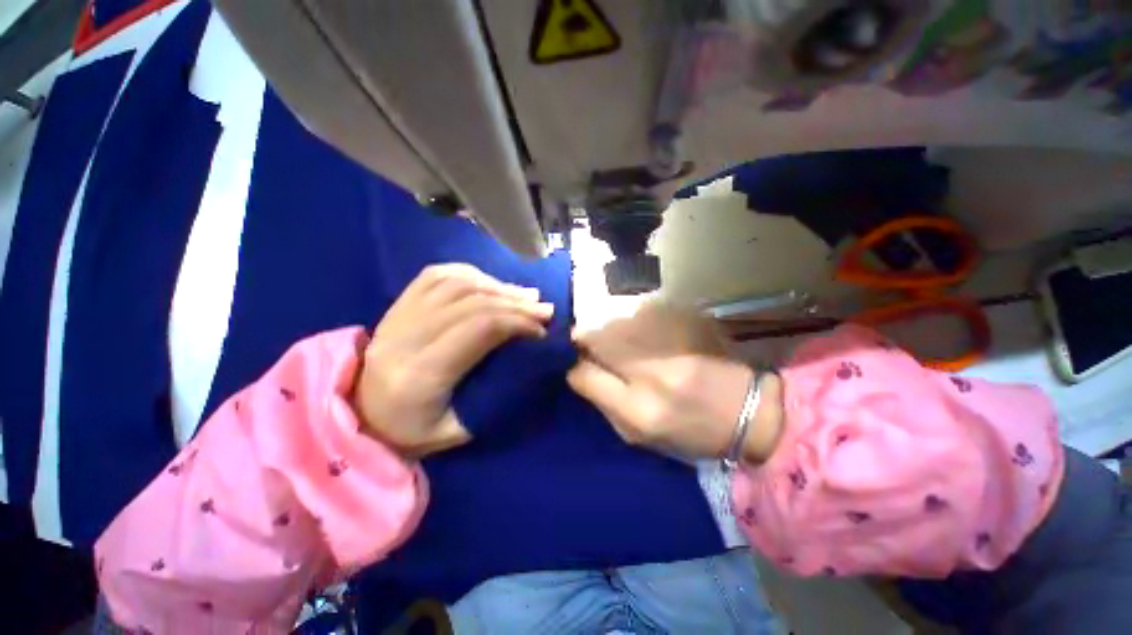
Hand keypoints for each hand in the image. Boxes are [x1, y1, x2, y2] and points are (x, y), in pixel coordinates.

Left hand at [354, 264, 553, 457]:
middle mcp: (405, 337)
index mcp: (420, 374)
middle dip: (515, 302)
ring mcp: (396, 315)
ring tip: (524, 295)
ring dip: (497, 286)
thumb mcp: (459, 429)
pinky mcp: (395, 306)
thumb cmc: (413, 431)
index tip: (542, 330)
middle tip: (544, 309)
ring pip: (456, 283)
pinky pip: (436, 275)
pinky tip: (491, 283)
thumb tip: (531, 358)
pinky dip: (470, 274)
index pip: (479, 328)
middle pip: (471, 302)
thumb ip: (495, 394)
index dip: (517, 322)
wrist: (361, 417)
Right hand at [568, 303, 783, 462]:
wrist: (750, 410)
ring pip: (618, 323)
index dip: (574, 367)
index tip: (576, 363)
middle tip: (587, 344)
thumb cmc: (690, 432)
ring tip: (624, 343)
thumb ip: (604, 404)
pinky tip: (649, 334)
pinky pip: (643, 313)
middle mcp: (651, 371)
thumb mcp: (640, 436)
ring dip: (611, 332)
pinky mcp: (687, 322)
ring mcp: (671, 341)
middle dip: (585, 340)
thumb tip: (581, 372)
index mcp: (639, 409)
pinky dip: (636, 323)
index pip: (583, 374)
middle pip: (597, 339)